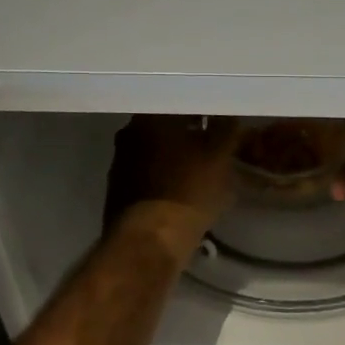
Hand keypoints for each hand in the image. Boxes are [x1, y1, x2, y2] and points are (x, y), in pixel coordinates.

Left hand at [103, 115, 241, 255]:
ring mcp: (120, 162)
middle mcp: (129, 133)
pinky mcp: (118, 190)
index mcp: (151, 118)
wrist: (149, 241)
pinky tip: (183, 189)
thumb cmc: (188, 190)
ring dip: (177, 155)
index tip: (222, 121)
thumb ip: (226, 130)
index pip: (182, 103)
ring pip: (156, 150)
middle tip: (215, 144)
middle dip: (190, 133)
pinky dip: (165, 176)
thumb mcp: (219, 156)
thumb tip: (227, 117)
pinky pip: (149, 174)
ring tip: (202, 169)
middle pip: (167, 126)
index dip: (205, 111)